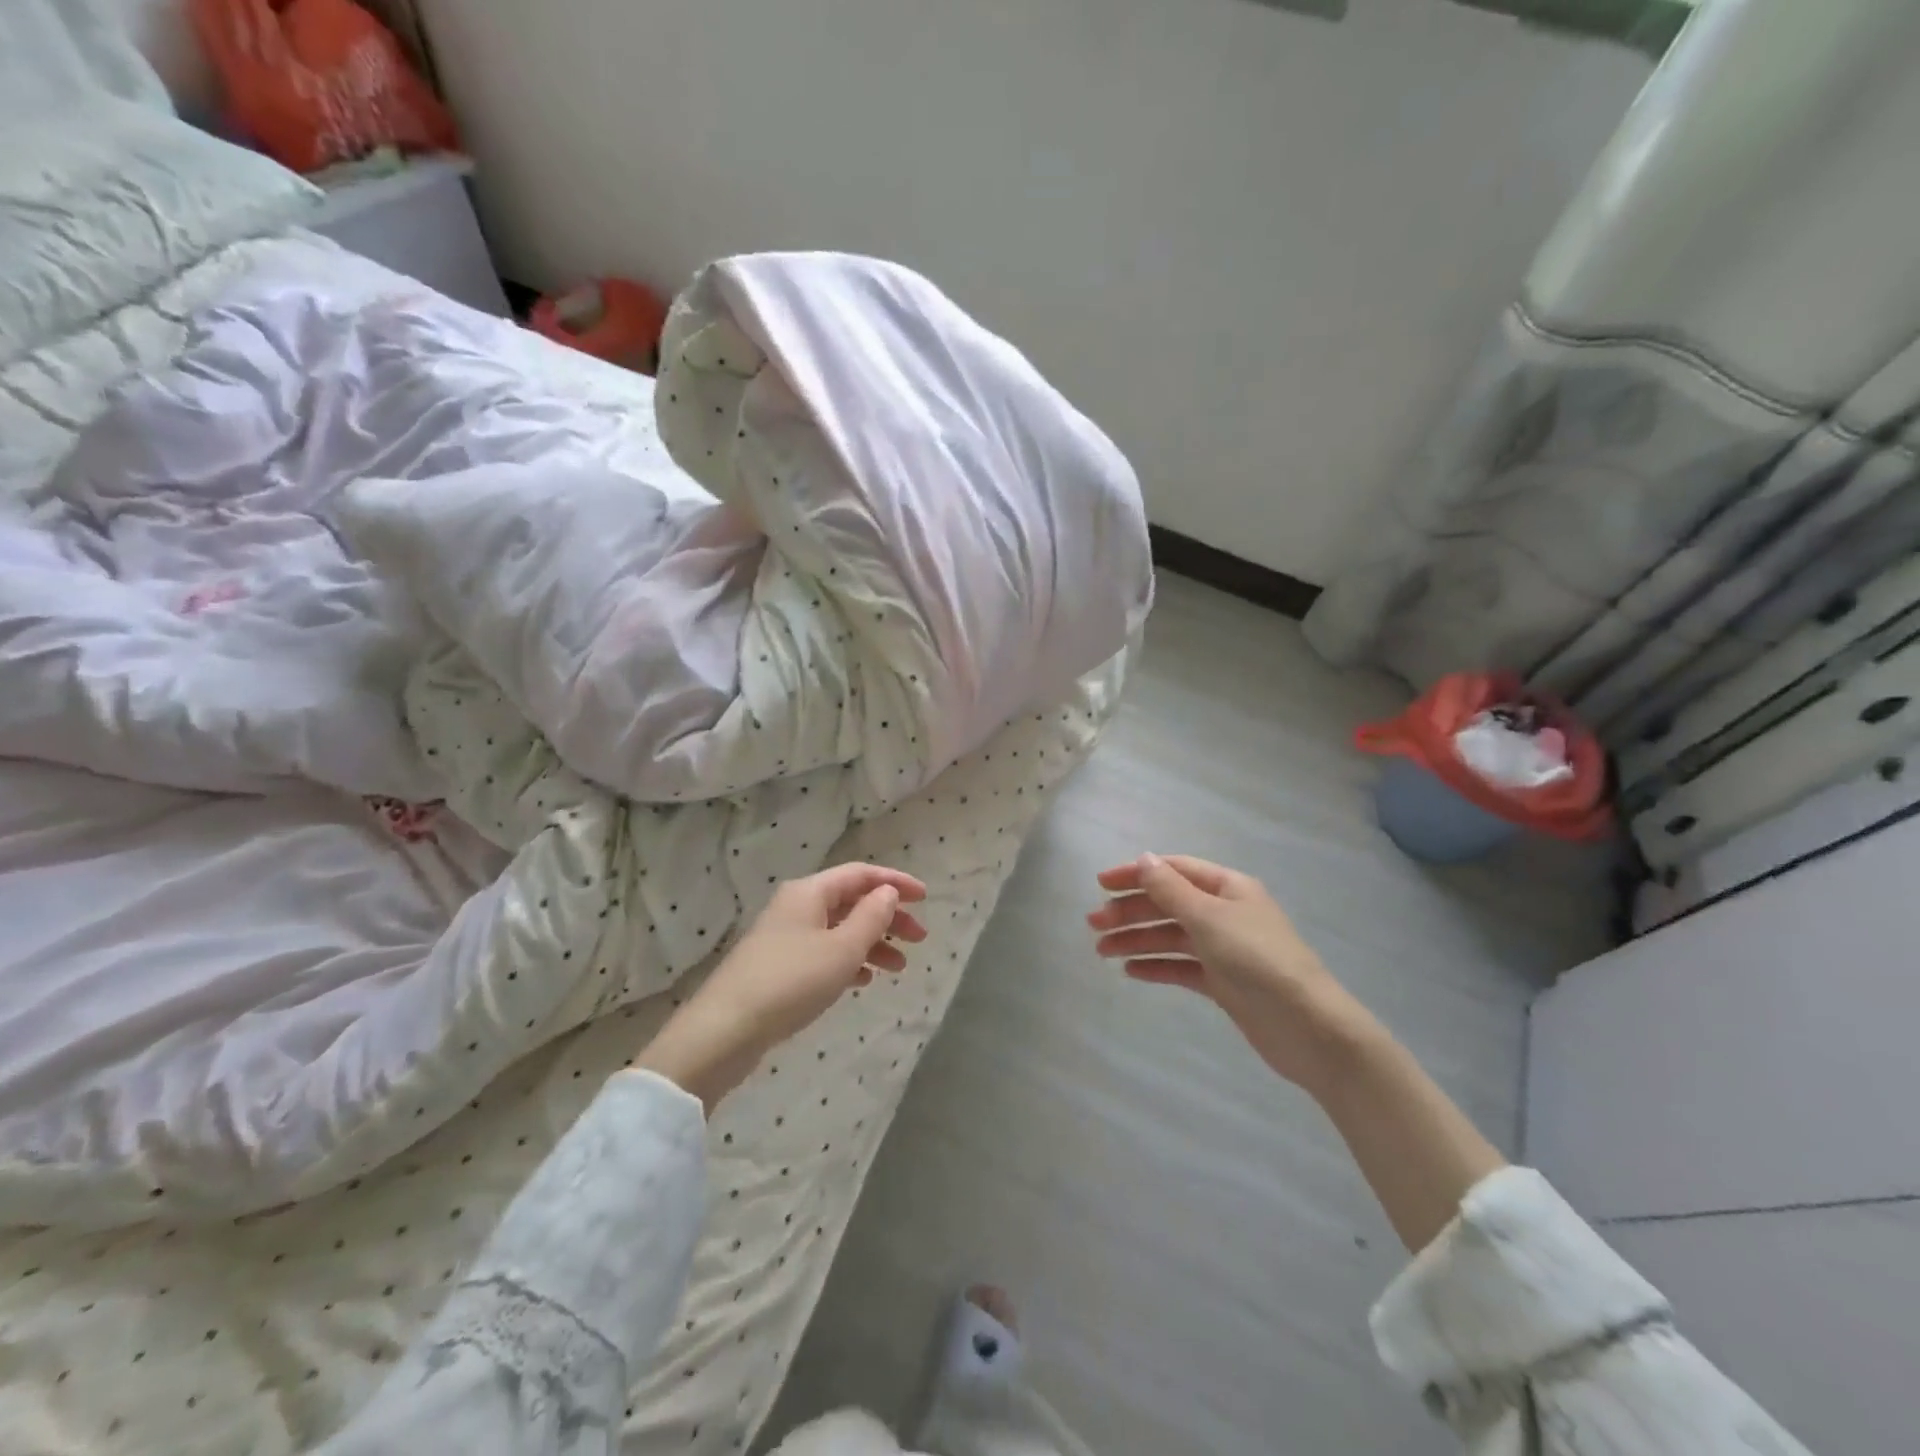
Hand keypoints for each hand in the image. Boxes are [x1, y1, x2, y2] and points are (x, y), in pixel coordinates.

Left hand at [635, 863, 927, 1110]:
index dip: (895, 882)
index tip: (926, 898)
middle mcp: (797, 907)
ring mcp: (786, 937)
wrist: (725, 1030)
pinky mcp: (779, 967)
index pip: (861, 874)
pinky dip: (849, 961)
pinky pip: (824, 953)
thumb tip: (888, 892)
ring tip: (899, 968)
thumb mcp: (842, 949)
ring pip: (840, 930)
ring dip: (872, 943)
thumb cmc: (791, 982)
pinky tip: (864, 981)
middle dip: (888, 917)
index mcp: (810, 892)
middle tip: (919, 939)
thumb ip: (871, 917)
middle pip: (852, 901)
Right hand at [1087, 853, 1379, 1097]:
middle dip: (1130, 911)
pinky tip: (1130, 971)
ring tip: (1101, 950)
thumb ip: (1170, 890)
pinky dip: (1156, 966)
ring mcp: (1224, 949)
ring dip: (1137, 940)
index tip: (1100, 884)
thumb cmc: (1258, 960)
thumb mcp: (1209, 918)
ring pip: (1171, 936)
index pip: (1173, 871)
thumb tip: (1144, 859)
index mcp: (1227, 888)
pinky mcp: (1224, 982)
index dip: (1136, 874)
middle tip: (1092, 924)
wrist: (1309, 1027)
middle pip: (1168, 904)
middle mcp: (1224, 913)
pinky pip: (1182, 967)